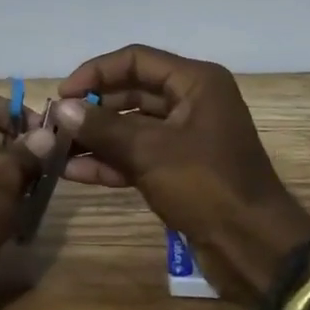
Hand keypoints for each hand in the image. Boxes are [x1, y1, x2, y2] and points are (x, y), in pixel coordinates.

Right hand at [53, 45, 309, 305]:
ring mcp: (185, 138)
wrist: (254, 248)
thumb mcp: (150, 152)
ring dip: (95, 137)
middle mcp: (191, 102)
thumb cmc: (207, 186)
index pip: (136, 60)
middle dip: (92, 108)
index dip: (95, 72)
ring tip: (55, 150)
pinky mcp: (179, 170)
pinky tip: (73, 172)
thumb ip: (103, 127)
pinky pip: (137, 156)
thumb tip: (61, 109)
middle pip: (131, 92)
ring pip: (130, 127)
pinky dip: (109, 162)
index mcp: (195, 83)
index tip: (62, 94)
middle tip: (54, 125)